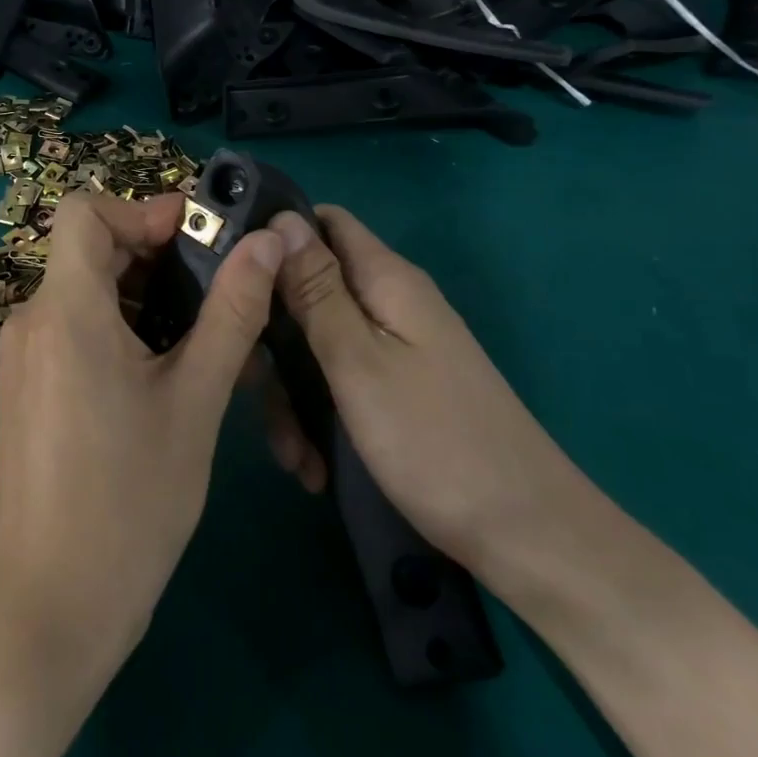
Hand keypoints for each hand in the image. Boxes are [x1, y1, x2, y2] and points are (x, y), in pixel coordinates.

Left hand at [0, 191, 283, 693]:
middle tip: (219, 288)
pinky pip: (74, 329)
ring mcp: (24, 356)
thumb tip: (267, 242)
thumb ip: (232, 312)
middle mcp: (32, 320)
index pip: (85, 210)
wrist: (52, 606)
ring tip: (204, 335)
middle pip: (89, 250)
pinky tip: (164, 371)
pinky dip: (119, 327)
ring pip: (85, 291)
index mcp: (65, 310)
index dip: (142, 210)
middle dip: (155, 255)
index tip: (199, 240)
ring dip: (144, 296)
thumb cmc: (130, 501)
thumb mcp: (196, 400)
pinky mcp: (26, 387)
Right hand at [264, 206, 586, 572]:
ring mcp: (396, 349)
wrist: (528, 538)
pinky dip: (318, 415)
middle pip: (310, 289)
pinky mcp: (396, 389)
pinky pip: (339, 382)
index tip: (229, 274)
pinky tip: (313, 464)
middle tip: (250, 387)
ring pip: (317, 344)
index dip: (274, 237)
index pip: (322, 222)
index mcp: (386, 281)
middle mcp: (390, 304)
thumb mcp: (358, 361)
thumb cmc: (435, 442)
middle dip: (273, 335)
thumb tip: (281, 219)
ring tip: (290, 452)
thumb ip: (316, 289)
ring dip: (292, 391)